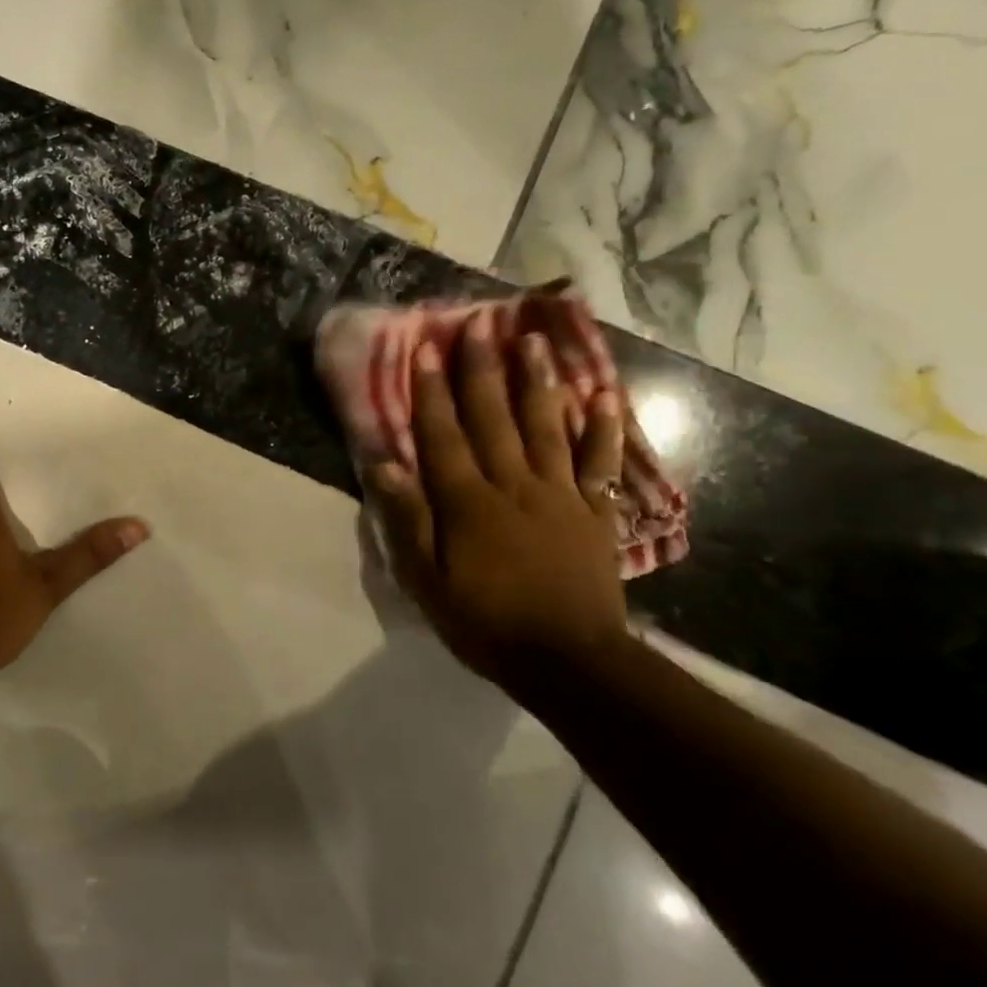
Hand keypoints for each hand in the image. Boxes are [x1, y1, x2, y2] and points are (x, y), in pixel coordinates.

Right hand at [363, 310, 630, 695]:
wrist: (570, 662)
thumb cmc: (486, 622)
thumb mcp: (426, 580)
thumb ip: (407, 519)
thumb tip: (383, 464)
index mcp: (467, 502)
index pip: (443, 435)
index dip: (433, 391)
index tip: (428, 349)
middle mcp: (512, 485)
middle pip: (494, 418)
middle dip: (483, 369)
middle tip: (480, 324)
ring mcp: (559, 495)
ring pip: (546, 427)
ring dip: (538, 381)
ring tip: (534, 340)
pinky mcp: (594, 513)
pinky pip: (600, 463)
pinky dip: (603, 429)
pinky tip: (603, 397)